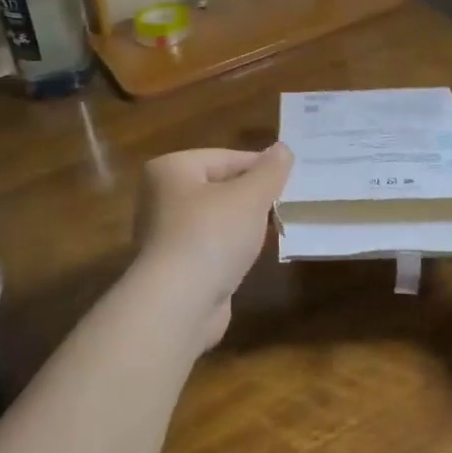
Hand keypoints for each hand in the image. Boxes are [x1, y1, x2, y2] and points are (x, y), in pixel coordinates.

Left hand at [132, 144, 293, 349]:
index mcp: (171, 169)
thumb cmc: (211, 236)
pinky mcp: (174, 266)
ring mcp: (164, 234)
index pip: (225, 157)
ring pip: (215, 219)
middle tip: (286, 204)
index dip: (260, 167)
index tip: (291, 178)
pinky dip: (230, 249)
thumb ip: (269, 171)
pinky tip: (250, 257)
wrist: (178, 304)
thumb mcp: (250, 196)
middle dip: (252, 196)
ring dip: (242, 224)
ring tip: (274, 229)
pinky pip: (210, 246)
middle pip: (218, 187)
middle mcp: (160, 197)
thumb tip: (283, 149)